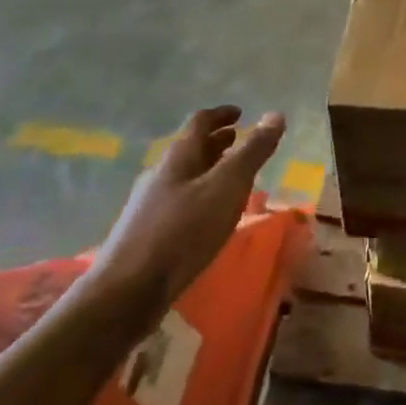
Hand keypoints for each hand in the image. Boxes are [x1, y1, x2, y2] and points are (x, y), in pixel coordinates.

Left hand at [90, 106, 284, 317]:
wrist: (128, 291)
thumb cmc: (183, 231)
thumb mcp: (227, 187)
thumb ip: (252, 152)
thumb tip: (276, 114)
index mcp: (179, 157)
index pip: (200, 122)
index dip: (222, 114)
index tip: (240, 113)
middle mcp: (161, 174)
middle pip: (191, 149)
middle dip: (217, 142)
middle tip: (240, 141)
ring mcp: (151, 205)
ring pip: (186, 176)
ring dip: (210, 170)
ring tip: (233, 178)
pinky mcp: (148, 233)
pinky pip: (181, 201)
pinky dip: (201, 196)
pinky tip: (211, 216)